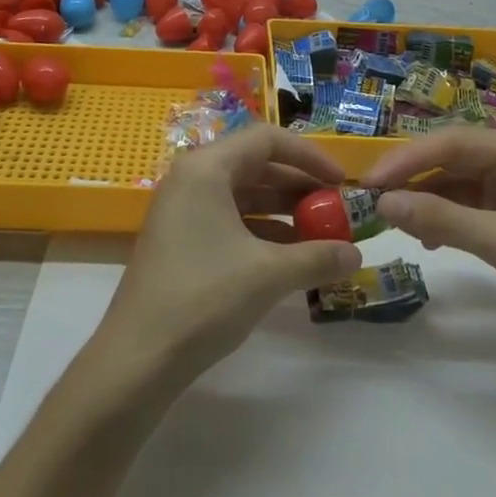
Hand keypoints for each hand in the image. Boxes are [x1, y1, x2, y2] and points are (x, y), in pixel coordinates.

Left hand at [96, 126, 362, 387]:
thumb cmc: (203, 298)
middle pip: (255, 165)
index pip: (266, 139)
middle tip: (336, 210)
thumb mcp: (268, 274)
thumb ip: (317, 257)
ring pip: (243, 195)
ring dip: (284, 211)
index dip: (309, 156)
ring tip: (322, 235)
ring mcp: (183, 209)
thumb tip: (357, 255)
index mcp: (206, 168)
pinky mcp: (181, 238)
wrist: (139, 357)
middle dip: (299, 186)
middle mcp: (192, 178)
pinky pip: (230, 219)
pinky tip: (291, 257)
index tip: (341, 182)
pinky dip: (262, 231)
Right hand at [364, 129, 495, 390]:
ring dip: (425, 201)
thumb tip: (383, 202)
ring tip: (392, 219)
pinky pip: (465, 214)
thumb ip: (443, 218)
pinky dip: (442, 223)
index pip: (455, 143)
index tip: (371, 179)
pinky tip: (426, 240)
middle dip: (413, 177)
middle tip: (370, 196)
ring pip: (456, 188)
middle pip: (453, 161)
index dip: (410, 158)